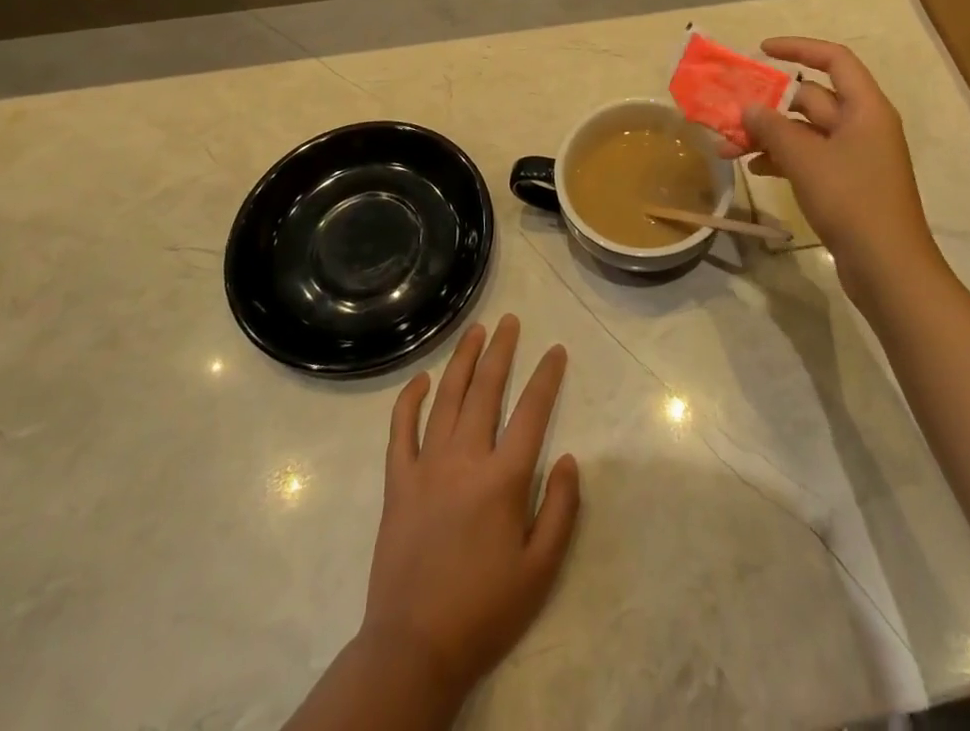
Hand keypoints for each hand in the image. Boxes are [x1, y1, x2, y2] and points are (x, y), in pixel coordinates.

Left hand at [356, 315, 580, 701]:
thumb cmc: (484, 610)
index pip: (532, 411)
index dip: (547, 377)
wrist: (414, 648)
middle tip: (511, 320)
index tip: (556, 350)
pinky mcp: (398, 482)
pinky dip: (409, 400)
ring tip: (476, 331)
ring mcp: (426, 466)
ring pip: (446, 398)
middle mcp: (465, 459)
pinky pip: (400, 430)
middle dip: (502, 350)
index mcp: (503, 479)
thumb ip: (561, 510)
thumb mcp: (540, 570)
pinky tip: (421, 378)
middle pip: (486, 390)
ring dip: (463, 360)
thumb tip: (570, 459)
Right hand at [721, 37, 945, 309]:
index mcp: (865, 108)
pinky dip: (781, 158)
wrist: (888, 268)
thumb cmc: (852, 201)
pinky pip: (808, 157)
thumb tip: (749, 107)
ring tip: (728, 148)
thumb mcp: (806, 159)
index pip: (833, 59)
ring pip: (804, 131)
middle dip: (769, 104)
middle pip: (812, 97)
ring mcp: (855, 155)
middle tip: (729, 111)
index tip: (761, 50)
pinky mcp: (846, 183)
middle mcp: (862, 124)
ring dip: (768, 135)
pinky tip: (753, 168)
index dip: (798, 48)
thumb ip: (773, 128)